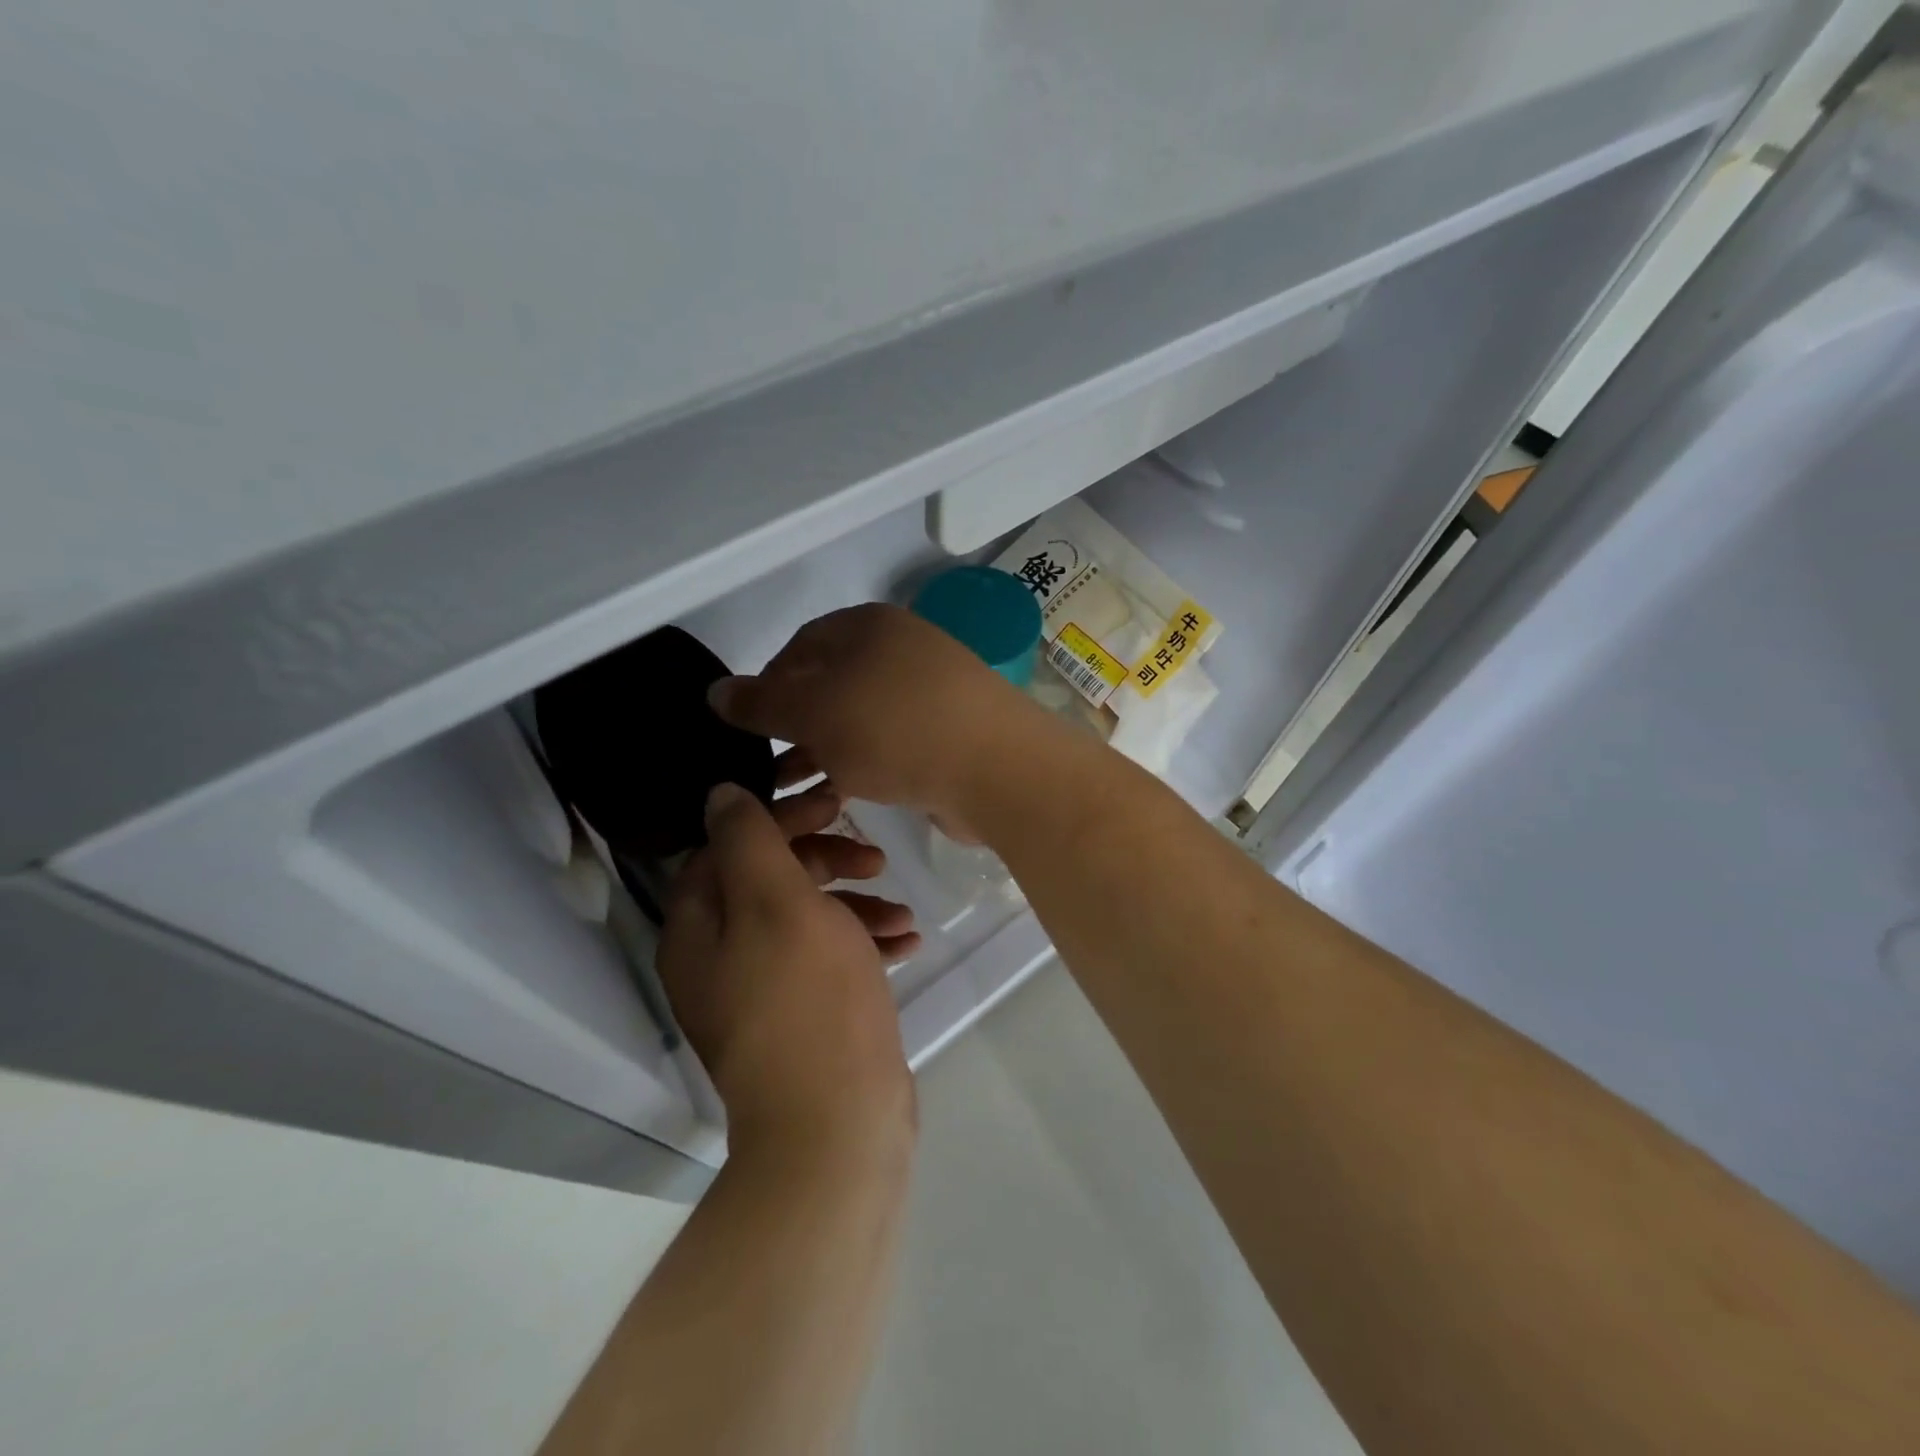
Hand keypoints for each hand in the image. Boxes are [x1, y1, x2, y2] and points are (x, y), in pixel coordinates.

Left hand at [657, 782, 915, 1151]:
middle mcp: (719, 957)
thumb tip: (720, 792)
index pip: (727, 845)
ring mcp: (760, 990)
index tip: (833, 805)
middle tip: (875, 855)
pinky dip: (863, 943)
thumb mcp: (779, 902)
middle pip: (768, 880)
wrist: (836, 1125)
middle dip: (825, 859)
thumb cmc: (808, 999)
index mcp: (699, 928)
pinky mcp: (801, 1015)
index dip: (780, 817)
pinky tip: (906, 942)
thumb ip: (749, 839)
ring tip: (902, 909)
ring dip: (855, 903)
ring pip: (806, 919)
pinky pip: (828, 959)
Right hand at [710, 604, 1046, 836]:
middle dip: (793, 725)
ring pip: (859, 719)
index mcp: (869, 627)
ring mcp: (930, 694)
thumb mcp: (814, 710)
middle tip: (765, 764)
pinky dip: (859, 764)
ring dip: (821, 750)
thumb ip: (762, 701)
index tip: (747, 725)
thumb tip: (716, 691)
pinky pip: (889, 745)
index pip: (801, 645)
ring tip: (790, 789)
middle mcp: (902, 652)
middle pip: (831, 684)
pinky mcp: (948, 736)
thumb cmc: (894, 728)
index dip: (768, 683)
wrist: (996, 769)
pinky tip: (839, 795)